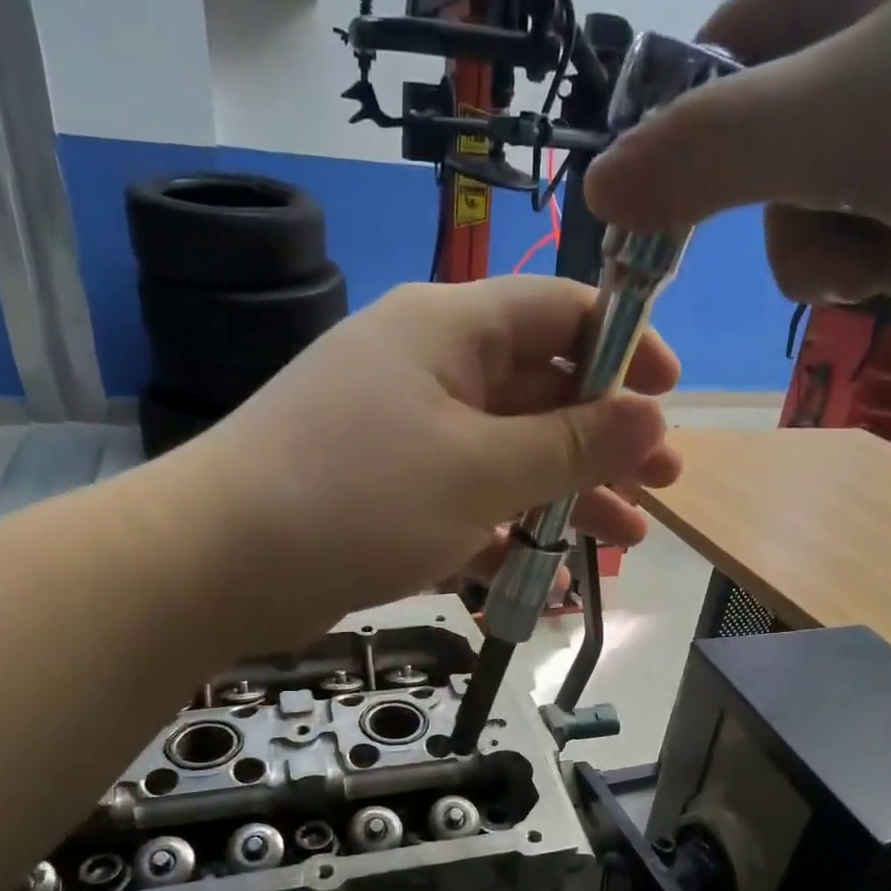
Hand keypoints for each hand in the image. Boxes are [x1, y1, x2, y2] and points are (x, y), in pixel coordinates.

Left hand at [170, 276, 680, 646]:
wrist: (218, 565)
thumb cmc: (358, 498)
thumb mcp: (480, 471)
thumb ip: (571, 444)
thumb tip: (653, 416)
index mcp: (448, 330)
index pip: (558, 311)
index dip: (624, 347)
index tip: (672, 397)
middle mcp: (427, 370)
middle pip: (539, 391)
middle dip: (604, 441)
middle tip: (662, 486)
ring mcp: (404, 436)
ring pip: (507, 456)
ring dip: (566, 497)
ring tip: (625, 540)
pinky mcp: (386, 495)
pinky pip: (466, 504)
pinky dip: (507, 536)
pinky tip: (549, 579)